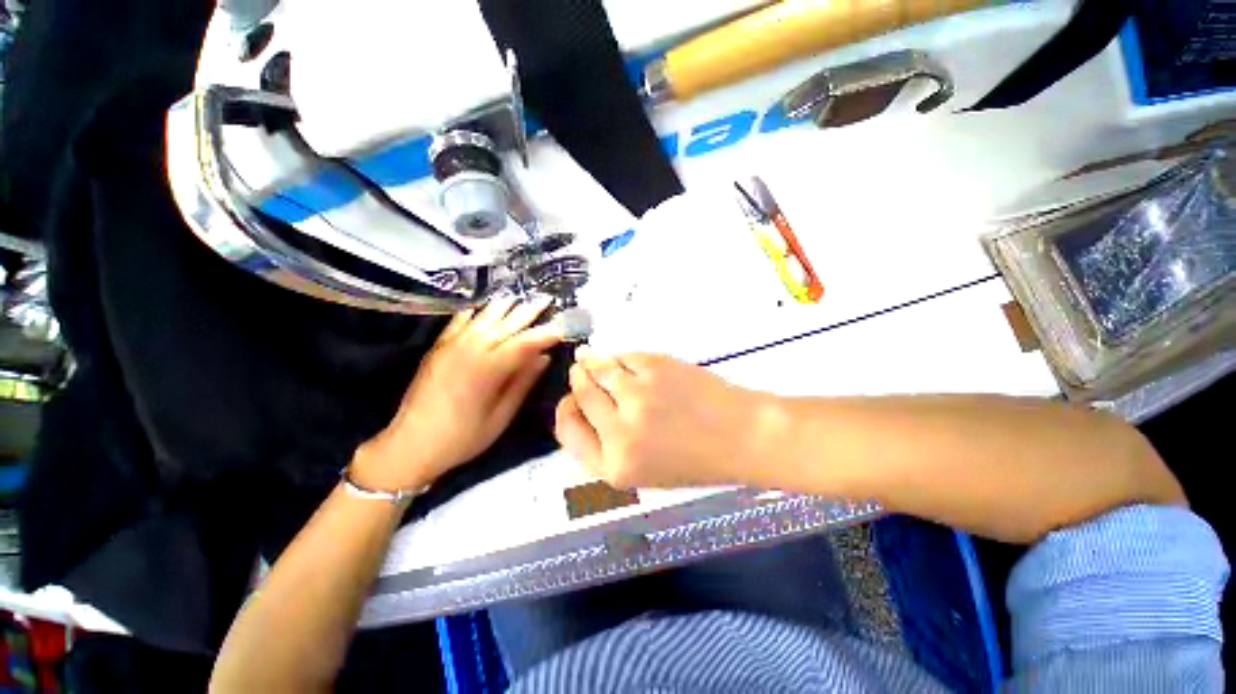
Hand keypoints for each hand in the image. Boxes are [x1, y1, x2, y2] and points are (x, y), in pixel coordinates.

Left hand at [353, 295, 562, 491]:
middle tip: (545, 299)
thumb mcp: (501, 416)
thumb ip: (523, 383)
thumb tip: (544, 358)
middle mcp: (470, 350)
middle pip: (505, 325)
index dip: (544, 334)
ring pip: (482, 318)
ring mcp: (451, 346)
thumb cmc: (463, 437)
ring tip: (520, 297)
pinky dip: (473, 312)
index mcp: (488, 370)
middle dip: (527, 311)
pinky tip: (482, 306)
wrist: (411, 445)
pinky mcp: (437, 348)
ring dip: (503, 306)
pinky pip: (458, 322)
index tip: (561, 328)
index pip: (524, 343)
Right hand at [554, 350, 780, 488]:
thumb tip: (581, 405)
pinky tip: (622, 360)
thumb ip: (607, 445)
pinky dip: (618, 356)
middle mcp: (619, 432)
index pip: (566, 429)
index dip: (565, 409)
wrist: (742, 436)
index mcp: (613, 466)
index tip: (571, 399)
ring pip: (596, 368)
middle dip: (578, 380)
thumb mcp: (643, 470)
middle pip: (579, 394)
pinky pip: (622, 356)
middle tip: (581, 371)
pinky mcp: (654, 368)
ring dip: (592, 362)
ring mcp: (636, 395)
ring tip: (593, 359)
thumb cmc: (695, 458)